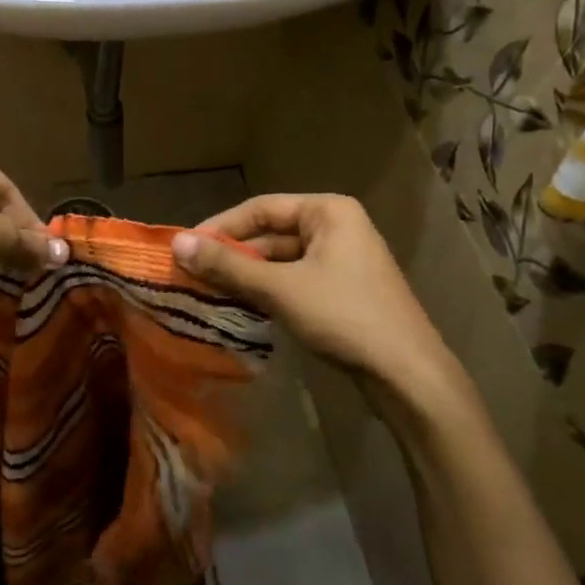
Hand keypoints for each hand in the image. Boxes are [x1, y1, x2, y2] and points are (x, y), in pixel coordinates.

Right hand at [172, 194, 475, 416]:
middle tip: (190, 274)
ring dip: (247, 275)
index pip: (260, 208)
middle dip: (232, 254)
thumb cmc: (345, 317)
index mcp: (328, 211)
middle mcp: (337, 227)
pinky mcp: (343, 291)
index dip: (220, 226)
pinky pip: (294, 281)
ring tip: (207, 291)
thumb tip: (177, 244)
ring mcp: (342, 260)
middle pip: (271, 234)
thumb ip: (228, 265)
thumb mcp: (280, 288)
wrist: (408, 375)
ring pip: (281, 261)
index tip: (184, 247)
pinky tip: (241, 307)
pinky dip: (267, 291)